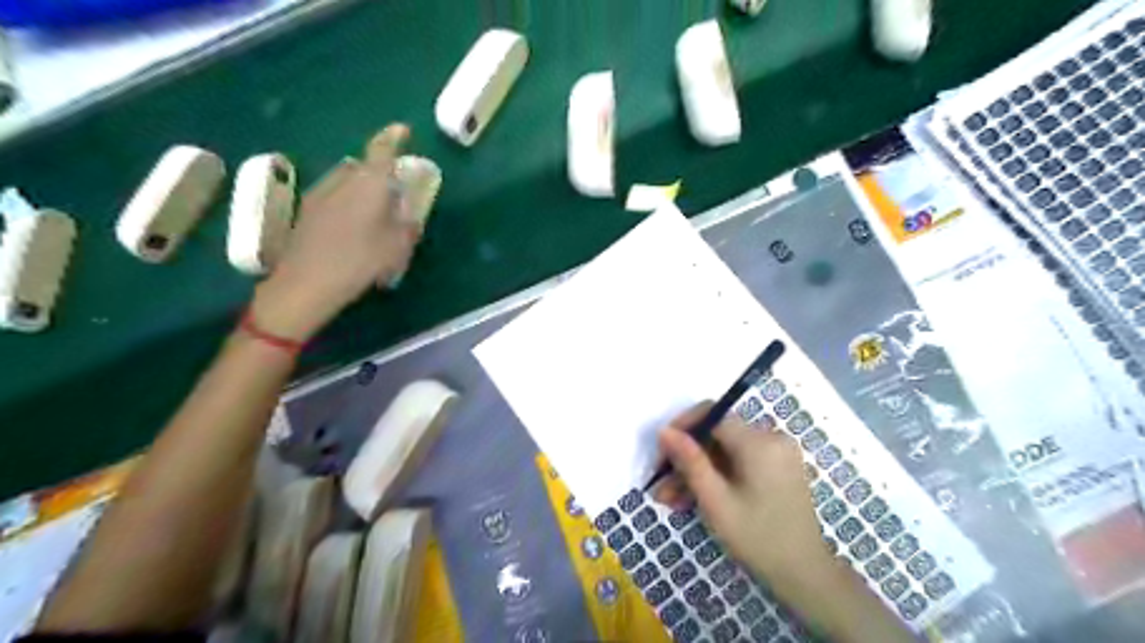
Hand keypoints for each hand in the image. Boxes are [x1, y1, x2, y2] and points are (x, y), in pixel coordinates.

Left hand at [251, 122, 421, 337]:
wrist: (307, 283)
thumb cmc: (360, 260)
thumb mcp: (397, 247)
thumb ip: (407, 228)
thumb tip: (410, 218)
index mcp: (368, 183)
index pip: (381, 150)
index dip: (392, 138)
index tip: (402, 129)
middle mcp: (341, 181)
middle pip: (360, 165)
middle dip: (376, 172)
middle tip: (390, 191)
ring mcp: (319, 195)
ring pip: (344, 181)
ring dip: (359, 189)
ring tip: (371, 215)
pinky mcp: (305, 213)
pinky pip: (332, 198)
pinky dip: (345, 204)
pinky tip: (350, 230)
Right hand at [653, 404, 832, 584]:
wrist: (806, 574)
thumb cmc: (757, 537)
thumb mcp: (715, 501)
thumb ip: (689, 461)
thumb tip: (664, 431)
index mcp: (759, 441)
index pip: (711, 414)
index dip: (682, 428)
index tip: (661, 454)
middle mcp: (771, 437)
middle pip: (717, 435)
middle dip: (686, 458)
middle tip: (662, 487)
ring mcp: (777, 453)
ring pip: (725, 451)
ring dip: (698, 471)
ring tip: (672, 500)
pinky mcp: (778, 468)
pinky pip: (740, 461)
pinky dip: (718, 475)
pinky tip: (696, 498)